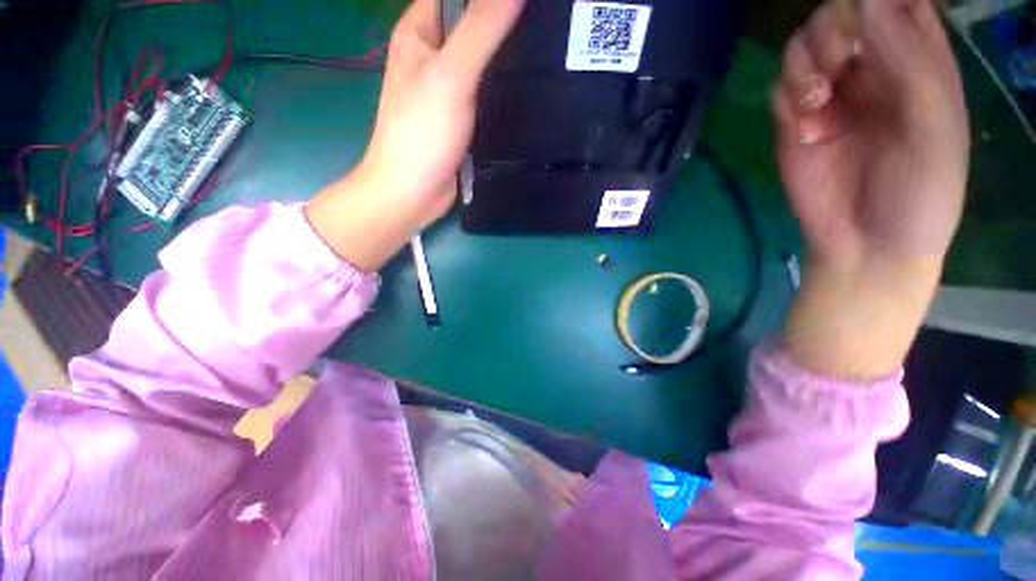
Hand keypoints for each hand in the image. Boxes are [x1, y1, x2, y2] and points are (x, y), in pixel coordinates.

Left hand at [307, 0, 523, 271]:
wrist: (413, 192)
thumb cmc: (422, 133)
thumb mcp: (451, 75)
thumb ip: (481, 29)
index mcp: (419, 33)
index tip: (524, 5)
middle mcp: (431, 57)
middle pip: (470, 23)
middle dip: (503, 22)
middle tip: (541, 28)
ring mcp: (446, 89)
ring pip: (480, 60)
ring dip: (505, 56)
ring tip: (543, 52)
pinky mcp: (460, 118)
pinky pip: (484, 93)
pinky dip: (502, 88)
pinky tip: (527, 89)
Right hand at [775, 0, 969, 378]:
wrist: (866, 246)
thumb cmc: (920, 194)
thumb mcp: (936, 129)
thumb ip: (913, 63)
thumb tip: (868, 3)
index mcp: (921, 63)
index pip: (899, 3)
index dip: (881, 0)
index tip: (869, 21)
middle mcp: (875, 70)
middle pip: (842, 13)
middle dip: (834, 27)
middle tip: (840, 62)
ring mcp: (832, 97)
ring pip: (803, 46)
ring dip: (804, 64)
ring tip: (818, 101)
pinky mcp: (795, 125)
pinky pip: (780, 90)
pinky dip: (787, 99)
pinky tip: (806, 127)